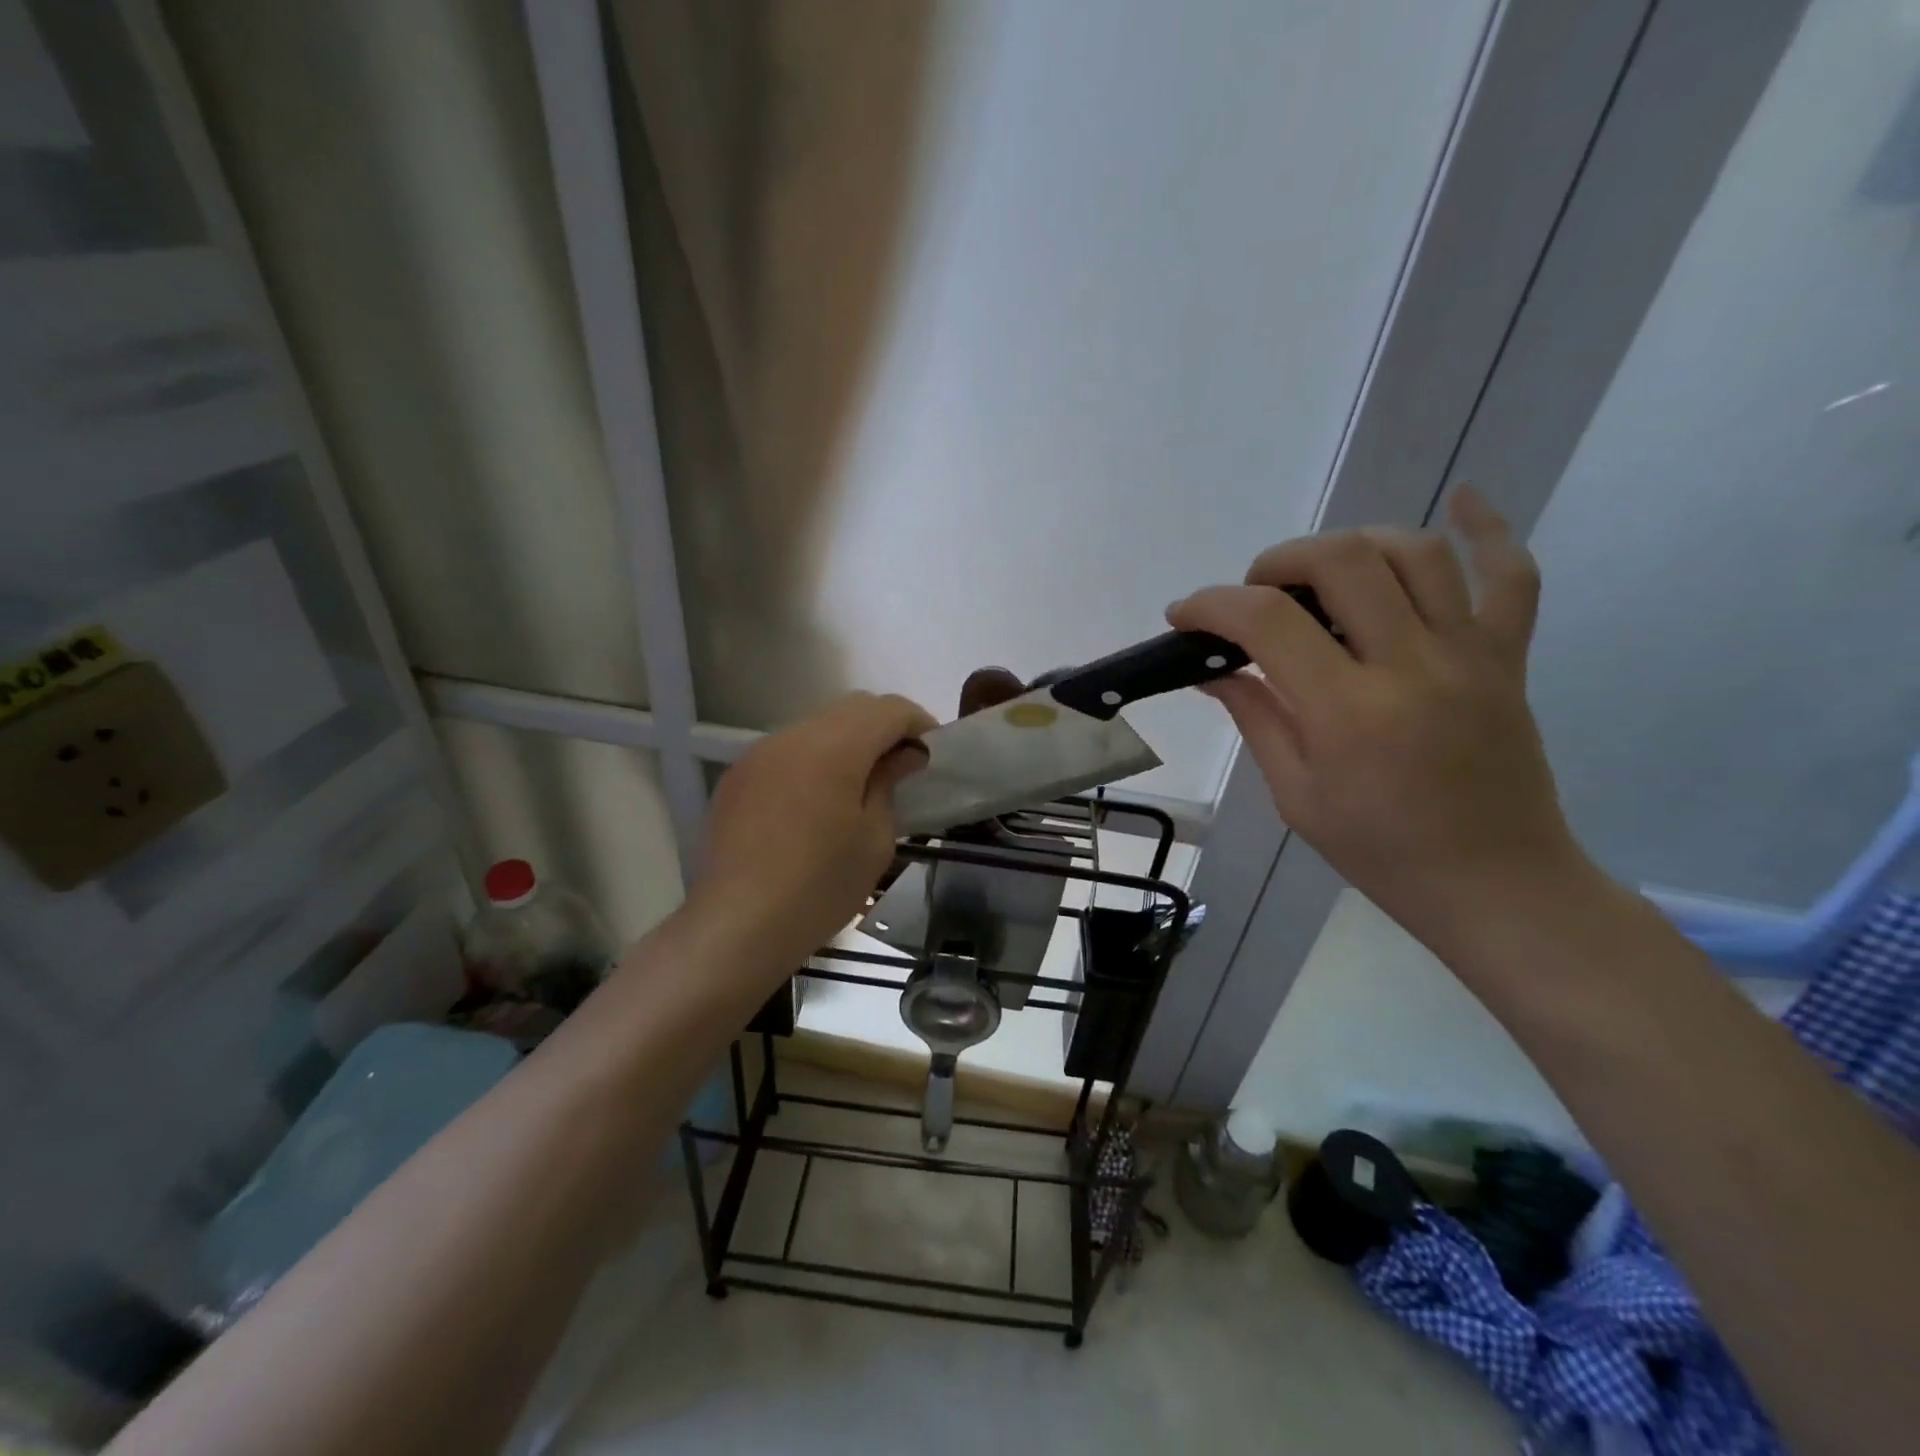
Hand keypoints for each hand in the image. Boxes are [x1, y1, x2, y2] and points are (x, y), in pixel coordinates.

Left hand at [693, 691, 935, 978]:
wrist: (737, 926)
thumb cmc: (820, 887)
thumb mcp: (874, 840)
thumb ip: (890, 783)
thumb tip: (903, 755)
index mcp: (833, 748)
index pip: (887, 709)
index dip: (918, 722)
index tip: (934, 751)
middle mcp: (792, 737)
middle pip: (851, 709)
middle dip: (884, 727)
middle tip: (904, 764)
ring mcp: (759, 754)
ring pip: (816, 727)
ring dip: (847, 742)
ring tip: (862, 782)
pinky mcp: (737, 777)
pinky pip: (787, 751)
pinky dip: (813, 760)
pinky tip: (817, 801)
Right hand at [1168, 487, 1587, 952]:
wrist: (1496, 884)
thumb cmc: (1382, 851)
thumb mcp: (1296, 797)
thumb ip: (1257, 720)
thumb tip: (1215, 672)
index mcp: (1347, 711)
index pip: (1267, 622)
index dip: (1211, 604)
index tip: (1183, 615)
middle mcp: (1410, 665)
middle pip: (1342, 561)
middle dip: (1279, 561)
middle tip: (1255, 594)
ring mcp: (1468, 654)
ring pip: (1415, 552)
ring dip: (1353, 543)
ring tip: (1322, 572)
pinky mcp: (1507, 657)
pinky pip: (1512, 576)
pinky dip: (1489, 530)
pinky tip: (1463, 499)